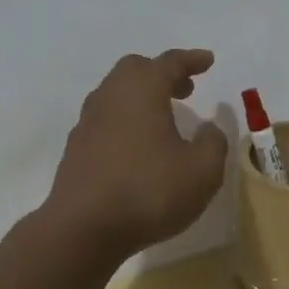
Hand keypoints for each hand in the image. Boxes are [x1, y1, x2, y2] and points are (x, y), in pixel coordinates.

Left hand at [40, 49, 229, 261]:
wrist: (82, 228)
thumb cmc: (148, 192)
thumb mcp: (201, 171)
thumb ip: (213, 143)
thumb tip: (209, 128)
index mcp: (142, 90)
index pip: (169, 62)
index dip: (191, 59)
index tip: (208, 61)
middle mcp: (111, 96)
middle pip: (136, 69)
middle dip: (162, 73)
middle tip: (185, 89)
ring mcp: (88, 121)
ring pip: (116, 93)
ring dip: (141, 96)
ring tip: (163, 118)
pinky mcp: (76, 147)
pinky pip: (105, 118)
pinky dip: (125, 119)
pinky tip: (136, 145)